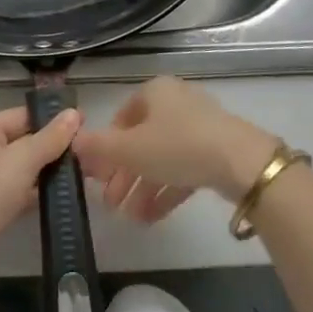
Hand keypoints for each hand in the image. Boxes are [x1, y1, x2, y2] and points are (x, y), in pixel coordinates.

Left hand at [0, 105, 81, 264]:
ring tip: (79, 174)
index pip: (23, 115)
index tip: (84, 125)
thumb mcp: (22, 159)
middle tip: (85, 153)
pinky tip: (58, 197)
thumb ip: (51, 137)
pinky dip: (34, 192)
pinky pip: (16, 190)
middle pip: (22, 140)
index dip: (53, 119)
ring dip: (44, 171)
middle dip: (51, 147)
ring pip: (21, 167)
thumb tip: (74, 113)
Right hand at [72, 76, 277, 221]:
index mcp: (154, 92)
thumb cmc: (177, 145)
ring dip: (143, 188)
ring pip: (162, 158)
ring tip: (129, 218)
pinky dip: (166, 191)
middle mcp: (176, 103)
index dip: (106, 147)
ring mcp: (199, 127)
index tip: (97, 175)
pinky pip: (183, 170)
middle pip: (141, 141)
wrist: (241, 163)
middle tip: (110, 203)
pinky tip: (151, 218)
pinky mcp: (217, 152)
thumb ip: (99, 147)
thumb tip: (71, 141)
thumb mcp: (130, 148)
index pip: (121, 118)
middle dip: (123, 174)